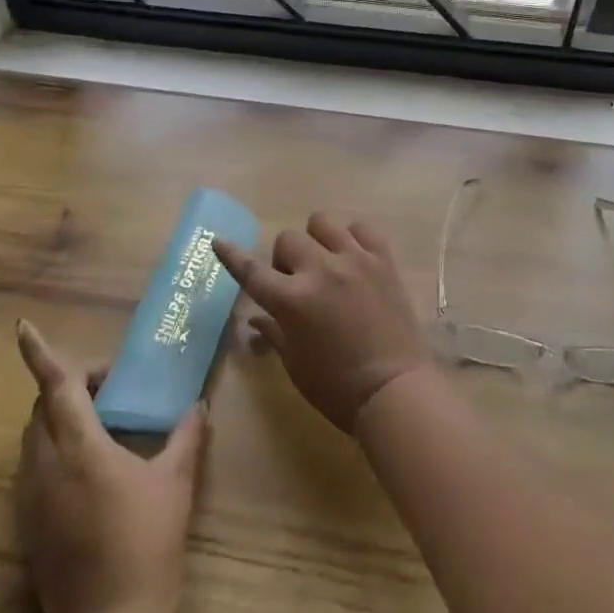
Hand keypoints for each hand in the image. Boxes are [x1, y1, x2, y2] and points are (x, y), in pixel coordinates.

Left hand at [13, 322, 206, 612]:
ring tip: (102, 426)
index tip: (22, 327)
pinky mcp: (27, 527)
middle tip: (110, 389)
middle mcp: (45, 466)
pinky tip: (89, 470)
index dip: (39, 353)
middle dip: (68, 387)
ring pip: (34, 438)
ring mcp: (31, 499)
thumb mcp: (176, 484)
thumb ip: (186, 438)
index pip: (56, 387)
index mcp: (80, 447)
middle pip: (42, 408)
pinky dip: (54, 451)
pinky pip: (32, 469)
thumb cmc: (146, 544)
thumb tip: (198, 405)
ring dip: (59, 419)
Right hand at [215, 213, 429, 432]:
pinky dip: (353, 237)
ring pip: (323, 222)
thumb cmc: (337, 388)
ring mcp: (354, 260)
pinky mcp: (383, 259)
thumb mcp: (296, 365)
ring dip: (316, 238)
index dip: (232, 255)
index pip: (251, 271)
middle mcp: (320, 270)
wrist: (395, 390)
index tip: (218, 240)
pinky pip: (362, 228)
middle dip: (285, 258)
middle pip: (288, 239)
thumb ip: (275, 333)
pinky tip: (354, 255)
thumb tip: (256, 318)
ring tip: (326, 259)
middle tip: (296, 280)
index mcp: (292, 300)